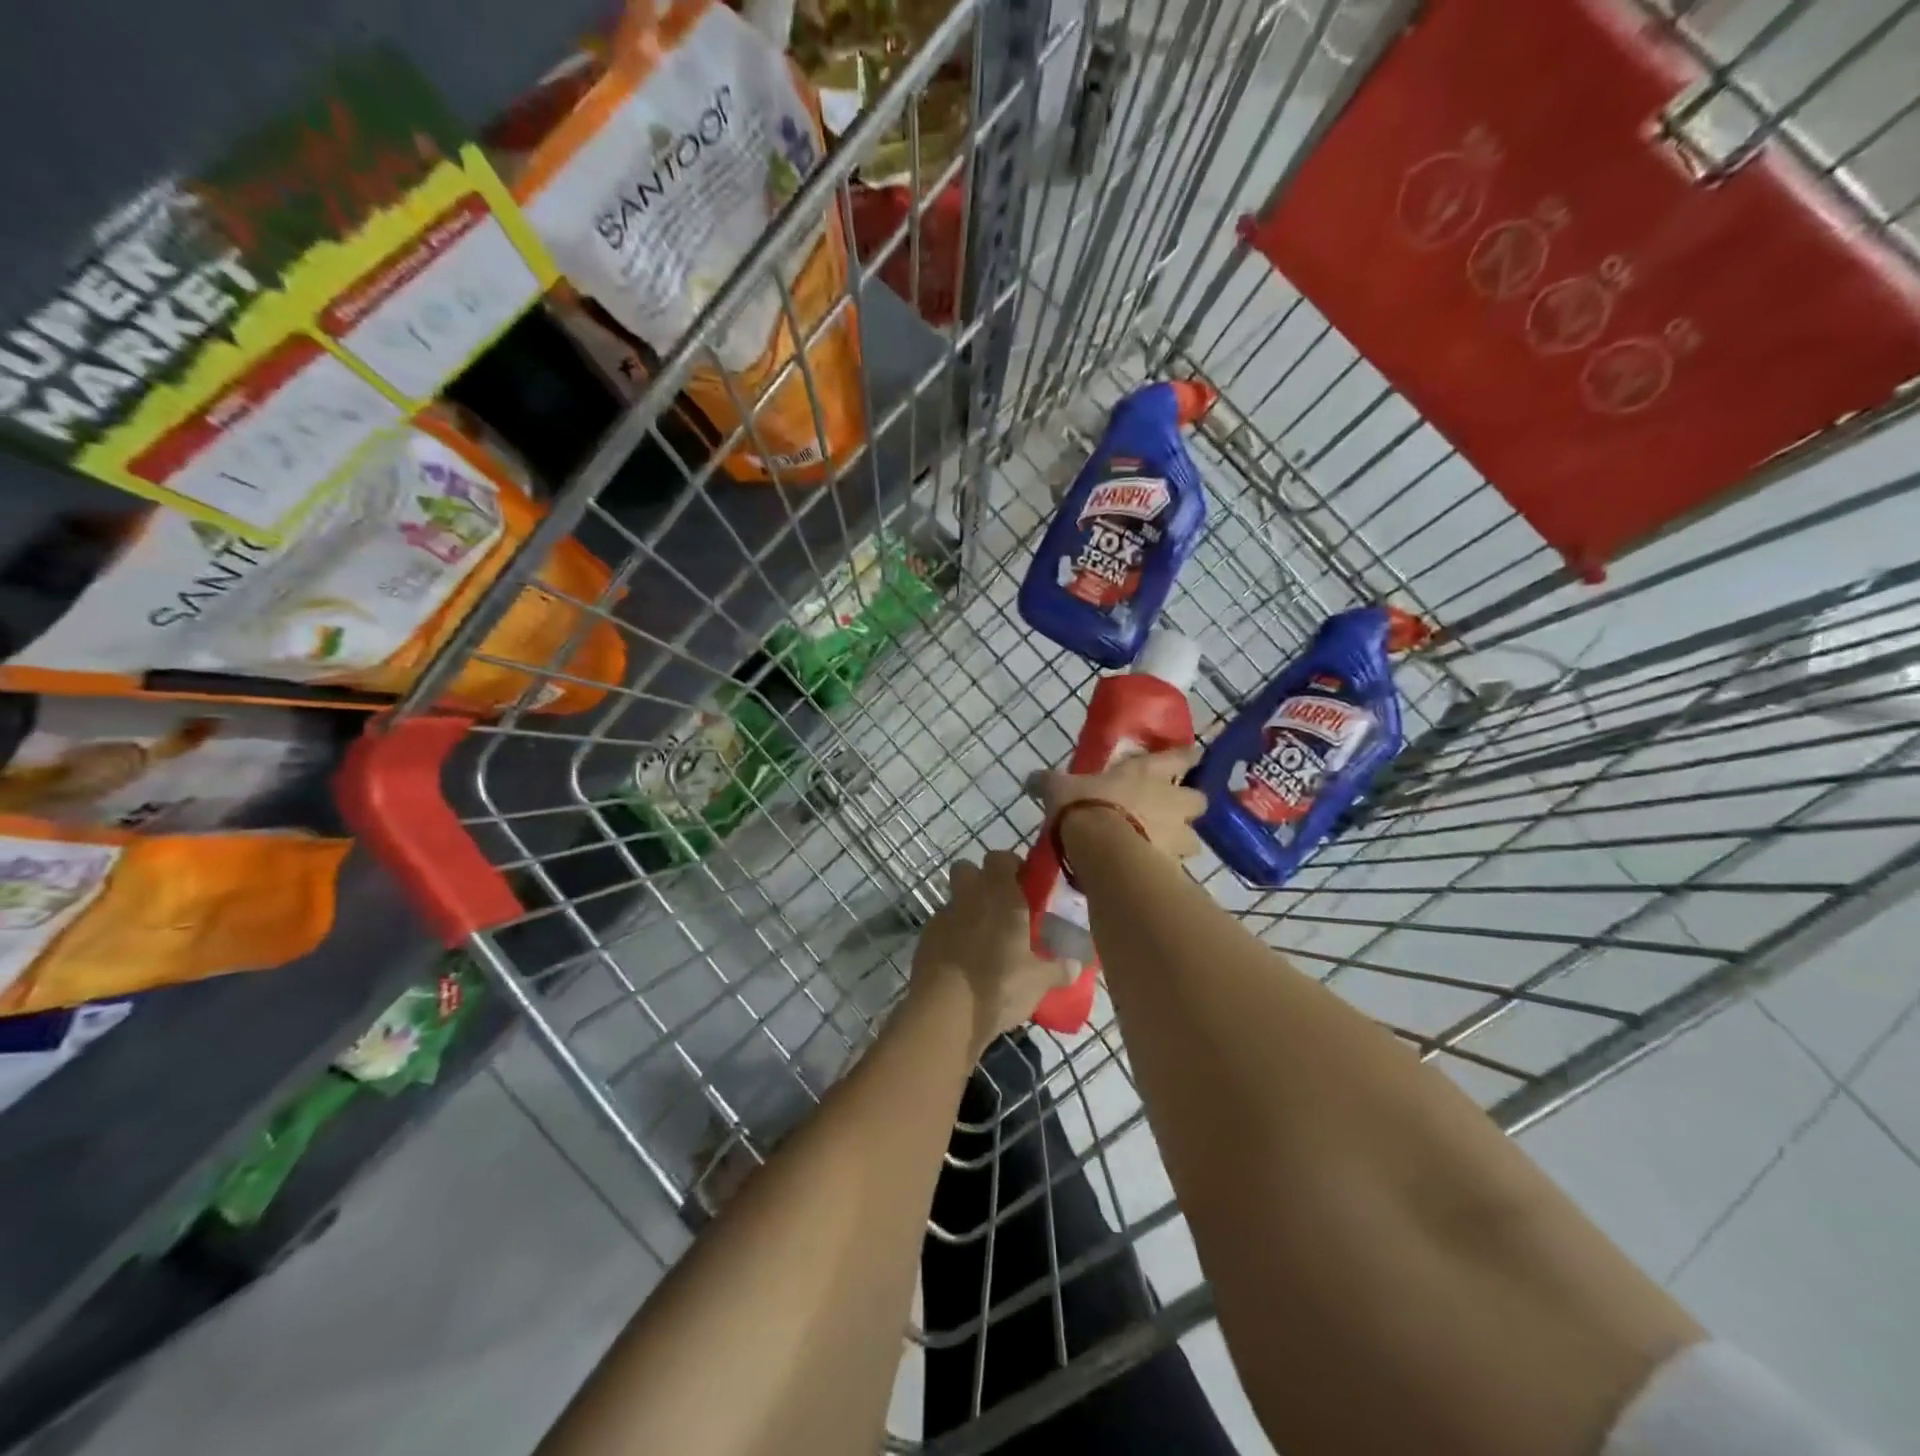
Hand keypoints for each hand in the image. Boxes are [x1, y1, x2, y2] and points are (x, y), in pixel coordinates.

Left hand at [912, 850, 1069, 1052]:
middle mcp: (969, 897)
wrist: (944, 1013)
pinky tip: (963, 963)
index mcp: (1000, 895)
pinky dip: (951, 937)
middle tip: (1000, 907)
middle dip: (980, 881)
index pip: (1000, 857)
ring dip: (966, 911)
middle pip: (967, 869)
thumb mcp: (1039, 981)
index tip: (1023, 884)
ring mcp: (942, 917)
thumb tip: (1077, 964)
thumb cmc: (999, 986)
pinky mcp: (924, 940)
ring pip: (954, 900)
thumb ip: (1060, 968)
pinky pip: (942, 927)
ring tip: (983, 942)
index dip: (1010, 866)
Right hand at [1034, 745, 1207, 859]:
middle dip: (1189, 805)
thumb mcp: (1060, 788)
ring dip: (1181, 841)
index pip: (1180, 757)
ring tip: (1162, 848)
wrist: (1103, 849)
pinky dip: (1166, 869)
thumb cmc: (1086, 806)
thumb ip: (1050, 783)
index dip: (1188, 756)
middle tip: (1173, 811)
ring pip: (1192, 838)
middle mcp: (1171, 801)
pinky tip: (1149, 872)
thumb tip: (1032, 779)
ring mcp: (1176, 835)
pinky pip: (1176, 867)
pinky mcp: (1172, 866)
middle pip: (1198, 800)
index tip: (1195, 756)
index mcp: (1148, 772)